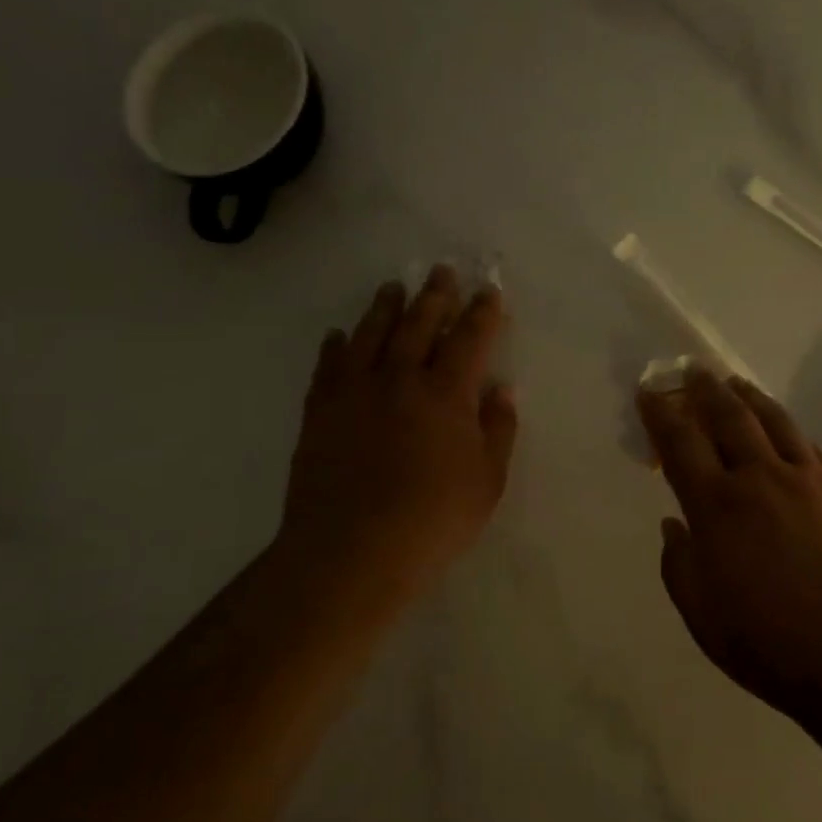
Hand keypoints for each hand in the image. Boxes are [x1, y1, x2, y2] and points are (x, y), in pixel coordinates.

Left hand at [274, 265, 517, 610]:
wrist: (351, 550)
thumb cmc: (433, 519)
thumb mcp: (488, 481)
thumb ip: (497, 430)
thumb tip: (501, 391)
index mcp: (446, 393)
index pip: (469, 338)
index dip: (482, 312)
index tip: (489, 291)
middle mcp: (400, 379)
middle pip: (419, 324)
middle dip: (435, 295)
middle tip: (442, 271)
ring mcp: (355, 392)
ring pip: (371, 335)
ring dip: (385, 308)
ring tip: (393, 288)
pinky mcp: (320, 412)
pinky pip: (328, 366)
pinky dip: (336, 346)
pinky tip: (339, 335)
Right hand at [638, 370, 821, 717]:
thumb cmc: (773, 645)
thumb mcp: (704, 619)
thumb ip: (681, 566)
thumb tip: (674, 525)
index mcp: (718, 507)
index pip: (680, 443)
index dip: (660, 414)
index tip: (649, 392)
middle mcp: (761, 478)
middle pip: (729, 417)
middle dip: (706, 390)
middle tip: (694, 371)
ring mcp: (809, 480)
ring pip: (775, 421)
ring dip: (750, 397)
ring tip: (737, 384)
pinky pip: (811, 447)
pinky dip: (791, 431)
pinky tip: (788, 432)